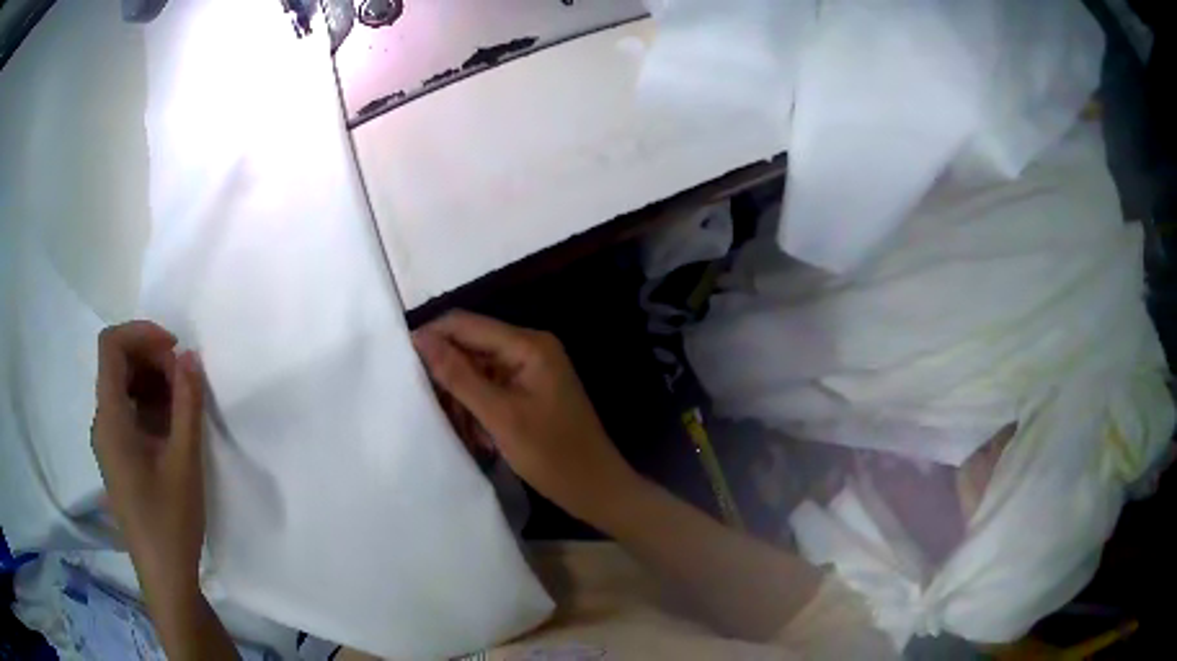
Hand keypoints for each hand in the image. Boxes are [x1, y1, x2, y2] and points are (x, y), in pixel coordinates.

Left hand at [91, 321, 205, 597]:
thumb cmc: (171, 522)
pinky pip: (129, 413)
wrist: (165, 577)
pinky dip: (150, 406)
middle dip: (152, 359)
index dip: (141, 333)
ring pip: (124, 388)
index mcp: (110, 419)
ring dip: (154, 383)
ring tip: (185, 406)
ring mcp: (108, 441)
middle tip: (186, 381)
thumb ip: (187, 404)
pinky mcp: (118, 457)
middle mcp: (102, 422)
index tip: (175, 349)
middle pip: (118, 364)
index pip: (111, 346)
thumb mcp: (184, 462)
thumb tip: (189, 356)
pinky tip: (173, 430)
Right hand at [413, 311, 636, 520]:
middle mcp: (530, 348)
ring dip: (462, 399)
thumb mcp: (499, 416)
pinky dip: (478, 409)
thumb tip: (420, 338)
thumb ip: (458, 375)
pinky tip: (479, 437)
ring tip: (461, 431)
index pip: (465, 324)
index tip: (401, 365)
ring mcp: (531, 370)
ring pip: (477, 371)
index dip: (431, 338)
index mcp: (528, 344)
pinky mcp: (530, 391)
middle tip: (430, 409)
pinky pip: (492, 389)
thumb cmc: (552, 455)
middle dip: (448, 377)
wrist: (596, 488)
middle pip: (471, 347)